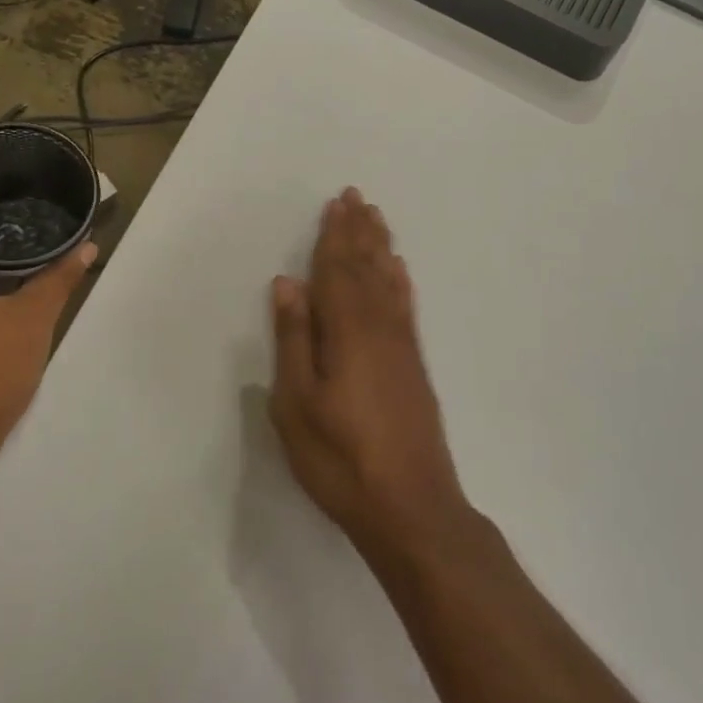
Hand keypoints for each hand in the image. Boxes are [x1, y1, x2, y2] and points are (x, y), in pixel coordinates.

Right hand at [269, 188, 472, 568]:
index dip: (334, 236)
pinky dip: (400, 282)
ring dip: (381, 248)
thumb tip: (289, 284)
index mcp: (347, 332)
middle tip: (358, 197)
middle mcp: (379, 328)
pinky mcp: (414, 365)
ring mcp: (402, 346)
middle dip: (359, 232)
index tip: (336, 204)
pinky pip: (406, 307)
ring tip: (377, 219)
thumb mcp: (297, 404)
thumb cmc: (340, 458)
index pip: (337, 271)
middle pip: (366, 268)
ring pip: (389, 282)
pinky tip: (399, 271)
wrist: (410, 505)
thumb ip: (294, 339)